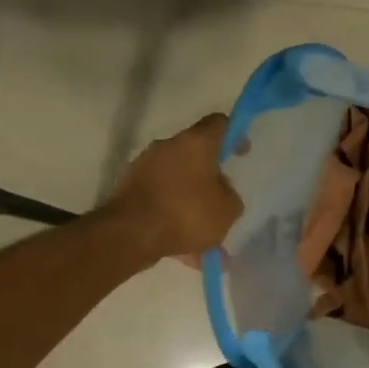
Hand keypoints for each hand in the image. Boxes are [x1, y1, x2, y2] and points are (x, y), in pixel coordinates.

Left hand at [108, 113, 242, 260]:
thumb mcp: (228, 210)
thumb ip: (230, 195)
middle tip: (220, 198)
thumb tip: (219, 190)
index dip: (234, 134)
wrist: (130, 234)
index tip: (240, 154)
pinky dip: (171, 213)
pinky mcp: (128, 187)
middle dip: (208, 174)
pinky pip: (160, 196)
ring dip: (189, 197)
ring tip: (201, 233)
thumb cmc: (187, 214)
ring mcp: (144, 165)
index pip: (219, 123)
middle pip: (194, 152)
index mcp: (196, 143)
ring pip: (176, 178)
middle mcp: (167, 146)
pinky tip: (182, 244)